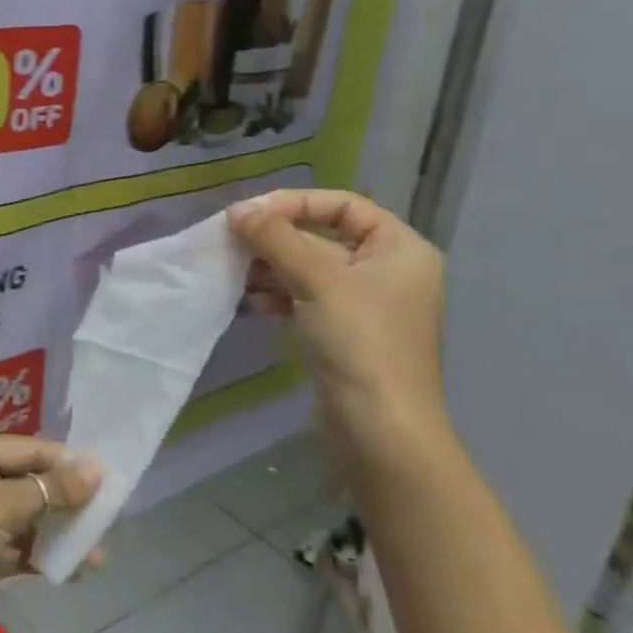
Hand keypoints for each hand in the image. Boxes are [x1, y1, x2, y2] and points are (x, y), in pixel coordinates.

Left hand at [0, 437, 100, 632]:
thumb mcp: (0, 508)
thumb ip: (49, 490)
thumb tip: (95, 469)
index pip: (25, 449)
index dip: (64, 461)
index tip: (106, 476)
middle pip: (27, 483)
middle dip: (65, 502)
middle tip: (105, 519)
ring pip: (26, 519)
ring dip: (58, 533)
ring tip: (96, 555)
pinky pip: (18, 548)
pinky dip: (42, 556)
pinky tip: (73, 570)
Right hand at [228, 189, 450, 463]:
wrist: (379, 429)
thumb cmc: (359, 342)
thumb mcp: (317, 280)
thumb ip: (275, 239)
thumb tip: (236, 210)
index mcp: (400, 249)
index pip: (343, 205)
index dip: (295, 203)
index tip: (250, 215)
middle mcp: (387, 271)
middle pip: (323, 236)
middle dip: (276, 239)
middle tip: (232, 242)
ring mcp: (365, 305)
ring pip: (309, 269)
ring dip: (271, 268)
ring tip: (236, 274)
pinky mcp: (344, 333)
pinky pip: (306, 299)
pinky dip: (278, 295)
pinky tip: (253, 304)